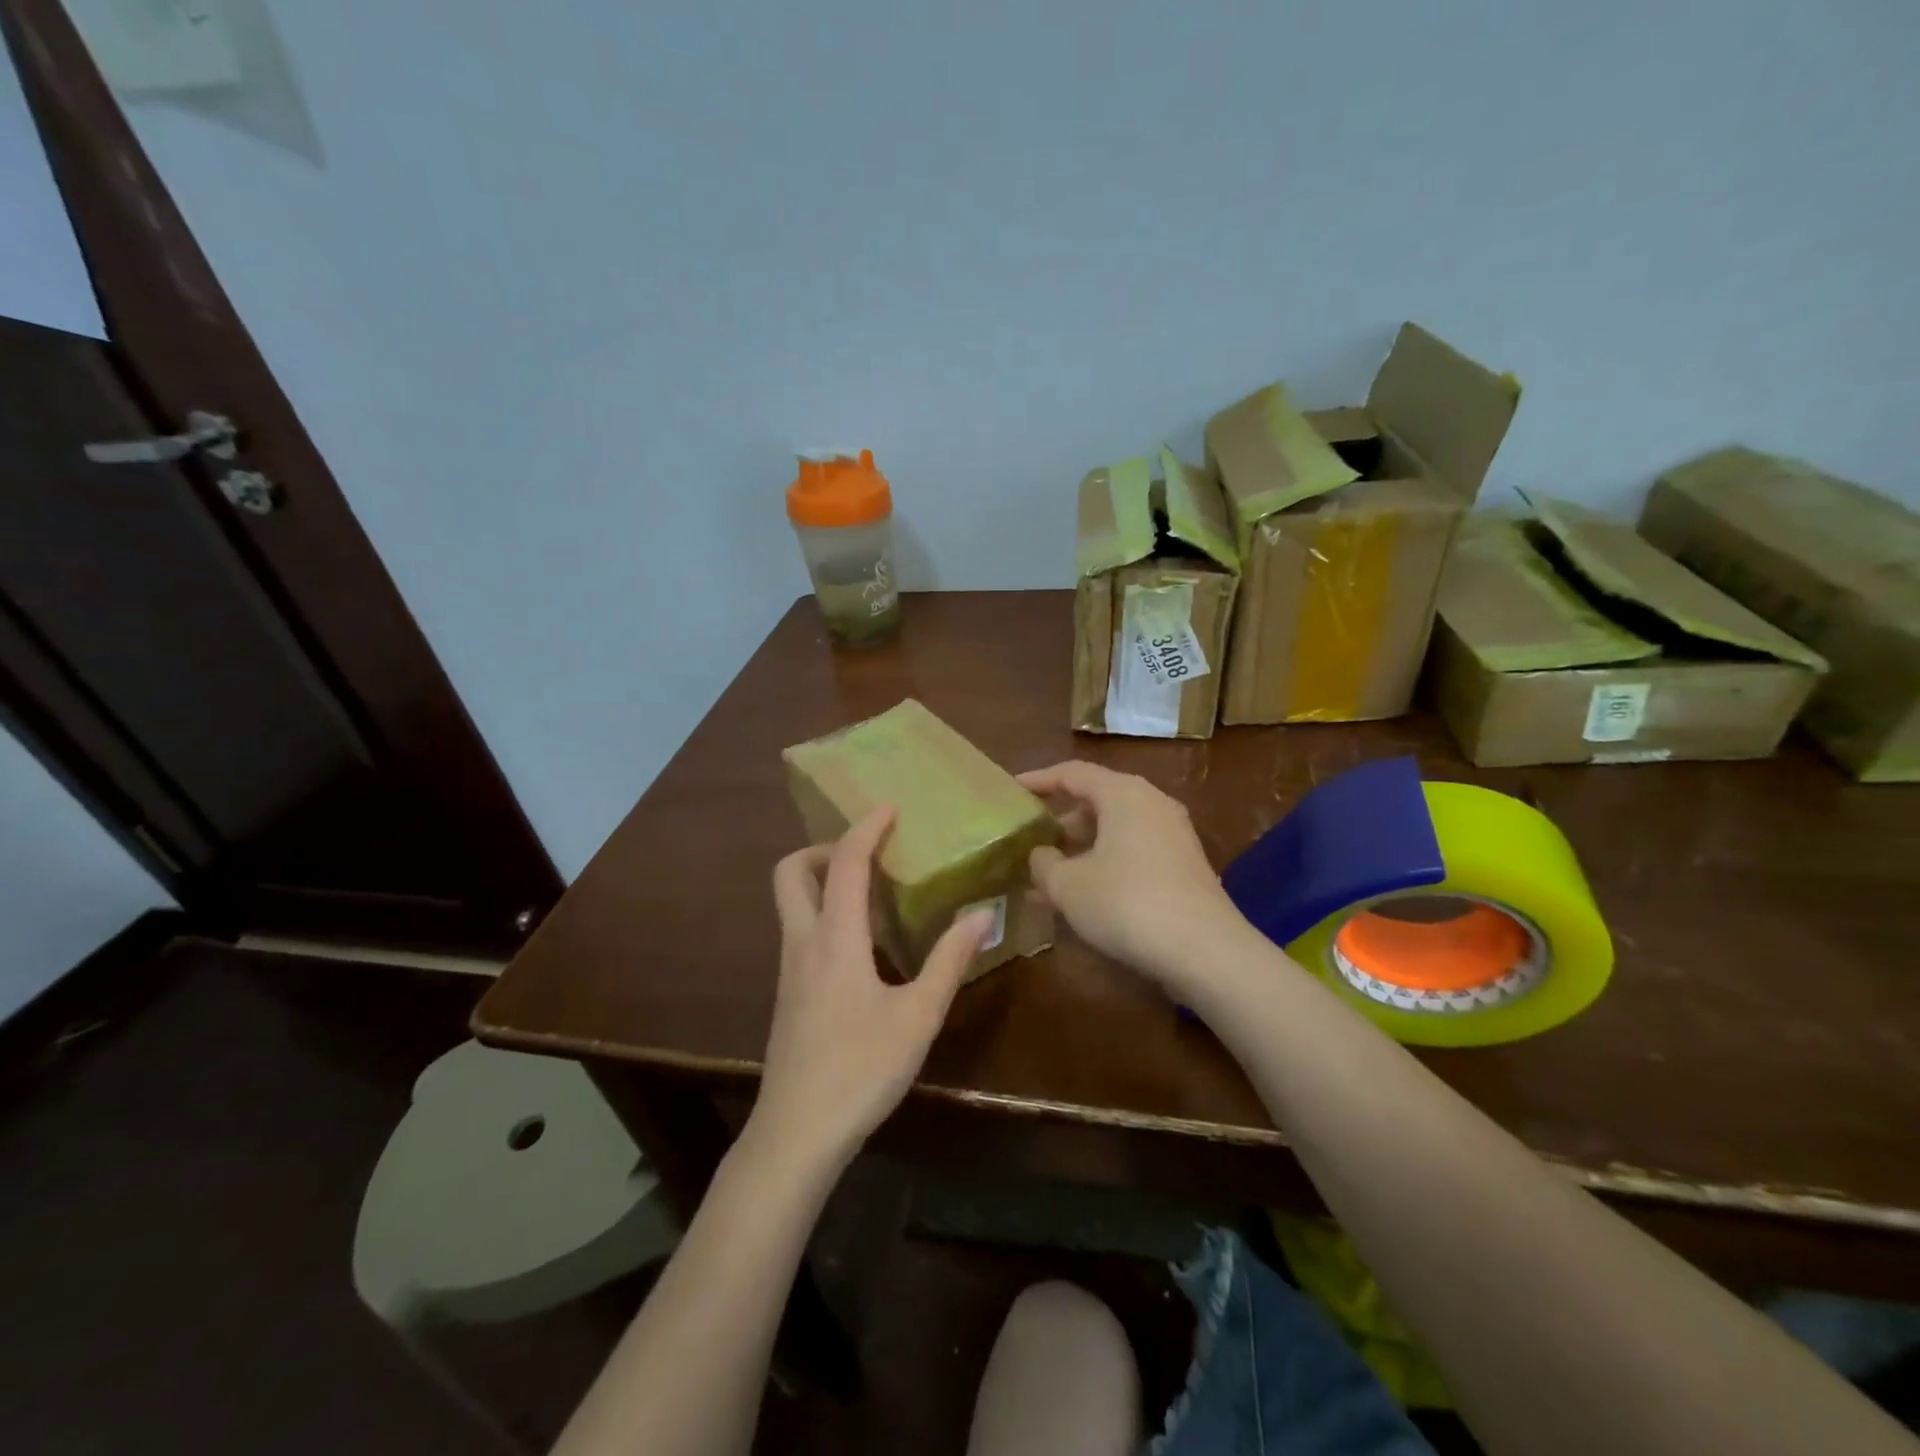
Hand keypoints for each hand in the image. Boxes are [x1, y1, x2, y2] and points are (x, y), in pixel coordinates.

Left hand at [753, 807, 991, 1174]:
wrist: (795, 1135)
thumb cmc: (861, 1071)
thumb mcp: (918, 1018)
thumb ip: (949, 962)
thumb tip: (981, 915)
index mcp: (834, 939)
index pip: (843, 863)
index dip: (865, 828)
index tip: (890, 808)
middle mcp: (802, 943)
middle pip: (790, 873)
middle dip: (823, 848)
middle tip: (866, 853)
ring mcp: (789, 970)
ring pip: (791, 902)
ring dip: (823, 880)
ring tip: (872, 890)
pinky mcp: (788, 994)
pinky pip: (800, 931)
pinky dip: (824, 913)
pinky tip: (862, 944)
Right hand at [1019, 761, 1244, 987]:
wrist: (1205, 951)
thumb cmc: (1127, 903)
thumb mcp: (1068, 885)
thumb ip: (1044, 863)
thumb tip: (1040, 855)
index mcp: (1123, 794)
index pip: (1073, 773)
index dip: (1039, 780)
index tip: (1012, 789)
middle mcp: (1151, 804)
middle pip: (1095, 802)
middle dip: (1058, 823)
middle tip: (1028, 841)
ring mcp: (1171, 836)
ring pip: (1113, 833)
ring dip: (1078, 852)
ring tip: (1044, 879)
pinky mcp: (1182, 868)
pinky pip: (1131, 854)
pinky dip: (1102, 867)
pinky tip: (1079, 900)